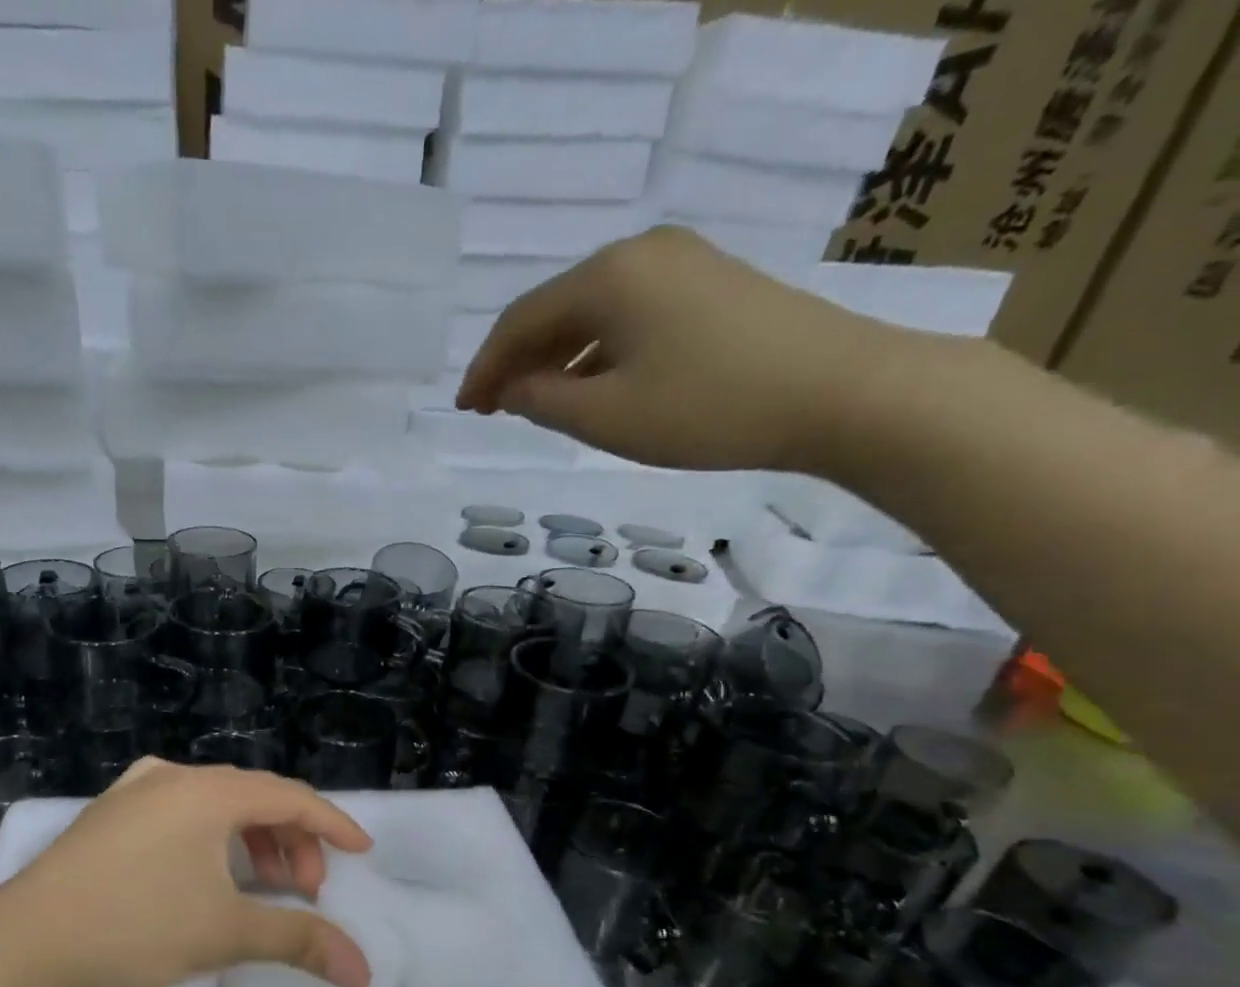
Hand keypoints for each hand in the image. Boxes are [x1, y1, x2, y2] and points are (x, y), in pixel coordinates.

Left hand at [0, 759, 374, 986]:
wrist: (21, 946)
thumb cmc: (133, 927)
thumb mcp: (225, 933)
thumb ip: (299, 940)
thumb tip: (363, 971)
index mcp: (206, 791)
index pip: (290, 797)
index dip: (331, 825)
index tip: (361, 852)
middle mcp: (171, 777)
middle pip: (253, 797)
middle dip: (290, 840)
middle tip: (304, 890)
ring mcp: (132, 792)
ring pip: (214, 803)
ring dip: (251, 839)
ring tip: (262, 883)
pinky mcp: (107, 816)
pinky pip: (179, 812)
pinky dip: (211, 837)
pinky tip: (206, 870)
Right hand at [455, 226, 889, 472]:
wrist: (837, 391)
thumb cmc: (706, 408)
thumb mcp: (606, 417)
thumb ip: (543, 400)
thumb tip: (512, 388)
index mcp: (608, 276)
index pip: (521, 320)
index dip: (485, 367)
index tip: (464, 408)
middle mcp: (641, 253)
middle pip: (555, 308)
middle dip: (517, 360)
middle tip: (491, 408)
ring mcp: (682, 263)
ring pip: (593, 312)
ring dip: (555, 357)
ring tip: (533, 403)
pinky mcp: (711, 285)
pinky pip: (630, 315)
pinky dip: (597, 351)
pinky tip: (591, 385)